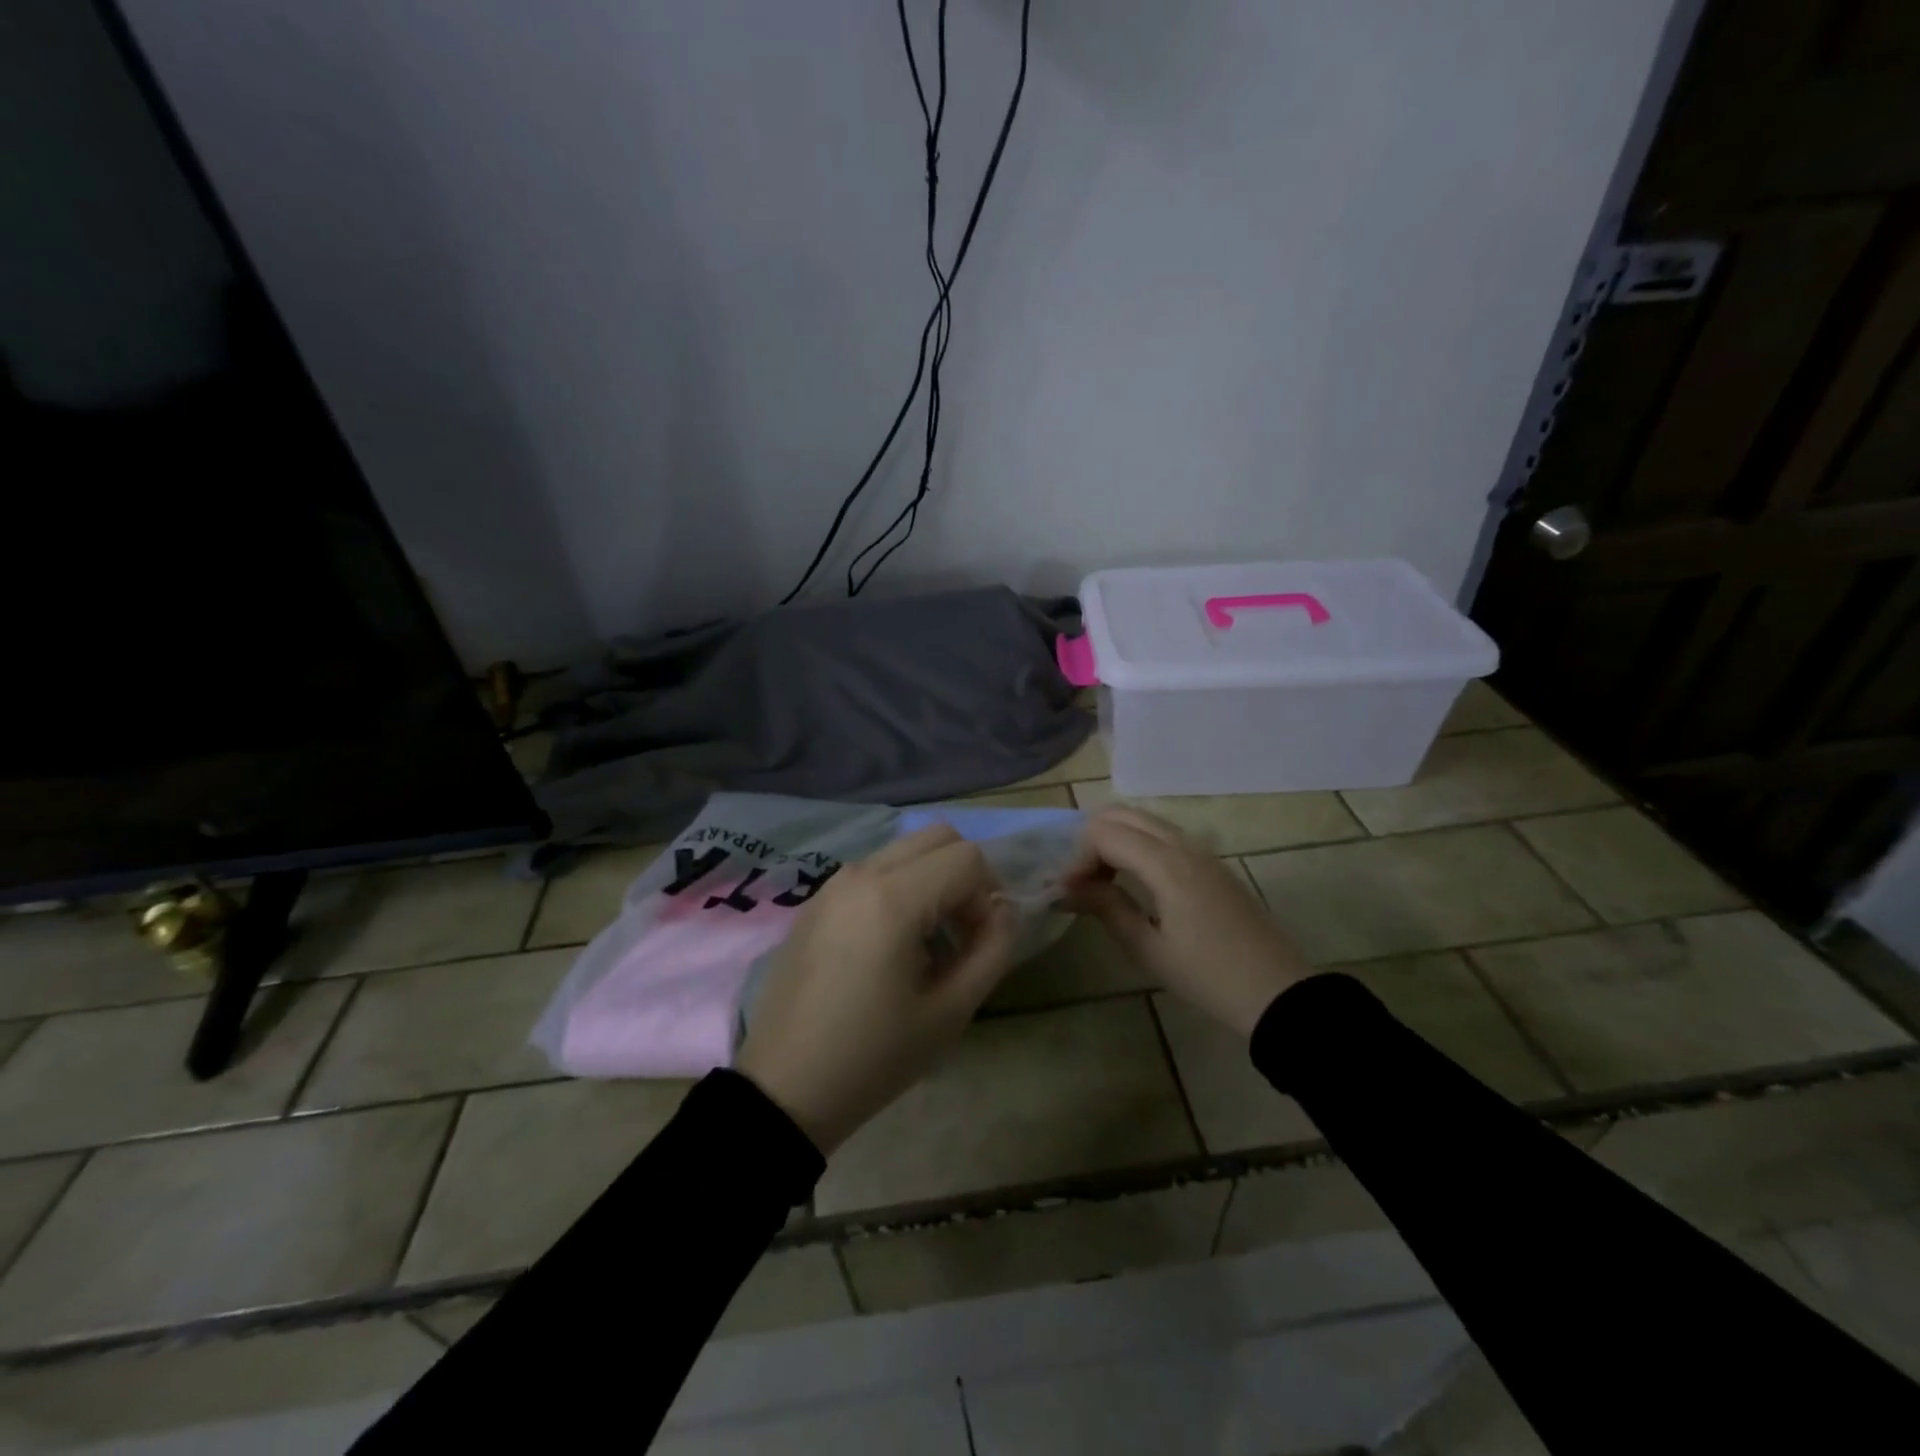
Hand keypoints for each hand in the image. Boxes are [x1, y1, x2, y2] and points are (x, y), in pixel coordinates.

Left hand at [735, 825, 1017, 1154]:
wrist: (784, 1088)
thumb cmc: (872, 1057)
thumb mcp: (950, 1013)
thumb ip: (992, 951)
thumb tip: (1004, 911)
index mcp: (893, 899)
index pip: (967, 858)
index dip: (988, 897)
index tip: (978, 944)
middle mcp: (862, 874)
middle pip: (938, 836)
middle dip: (964, 876)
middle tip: (962, 933)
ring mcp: (834, 883)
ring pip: (905, 849)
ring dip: (932, 880)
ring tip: (927, 943)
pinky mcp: (817, 899)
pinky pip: (875, 870)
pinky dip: (901, 887)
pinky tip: (891, 944)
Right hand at [1065, 807, 1309, 1038]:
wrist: (1277, 993)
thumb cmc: (1207, 976)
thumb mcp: (1148, 948)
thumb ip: (1107, 908)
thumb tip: (1069, 887)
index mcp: (1167, 864)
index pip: (1105, 834)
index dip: (1078, 858)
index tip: (1068, 893)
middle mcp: (1184, 845)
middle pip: (1124, 815)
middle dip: (1093, 840)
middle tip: (1082, 881)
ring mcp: (1202, 852)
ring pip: (1145, 821)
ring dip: (1116, 840)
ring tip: (1102, 882)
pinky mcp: (1213, 864)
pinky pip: (1164, 836)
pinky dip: (1138, 845)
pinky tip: (1133, 882)